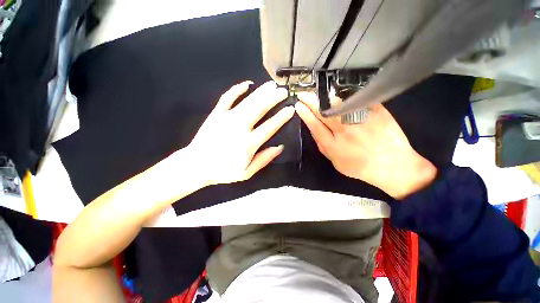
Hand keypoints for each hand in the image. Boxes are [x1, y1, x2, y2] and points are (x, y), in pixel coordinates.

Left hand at [188, 81, 293, 185]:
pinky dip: (237, 89)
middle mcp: (240, 127)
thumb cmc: (223, 171)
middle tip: (284, 91)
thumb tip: (279, 147)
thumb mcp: (246, 172)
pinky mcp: (216, 114)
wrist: (196, 165)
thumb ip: (264, 159)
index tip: (291, 108)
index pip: (270, 127)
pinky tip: (247, 84)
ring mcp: (227, 118)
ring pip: (248, 101)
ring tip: (272, 84)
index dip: (282, 117)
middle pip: (260, 108)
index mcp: (248, 143)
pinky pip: (227, 98)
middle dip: (274, 98)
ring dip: (261, 91)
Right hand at [295, 92, 436, 198]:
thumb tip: (313, 129)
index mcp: (333, 145)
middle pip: (324, 112)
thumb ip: (322, 145)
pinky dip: (344, 94)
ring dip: (324, 96)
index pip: (315, 125)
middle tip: (302, 94)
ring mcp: (360, 119)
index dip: (305, 114)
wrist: (392, 164)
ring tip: (316, 92)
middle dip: (310, 101)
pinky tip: (336, 91)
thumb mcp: (335, 161)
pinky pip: (356, 100)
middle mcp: (345, 131)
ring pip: (338, 103)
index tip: (298, 105)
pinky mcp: (375, 111)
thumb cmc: (360, 167)